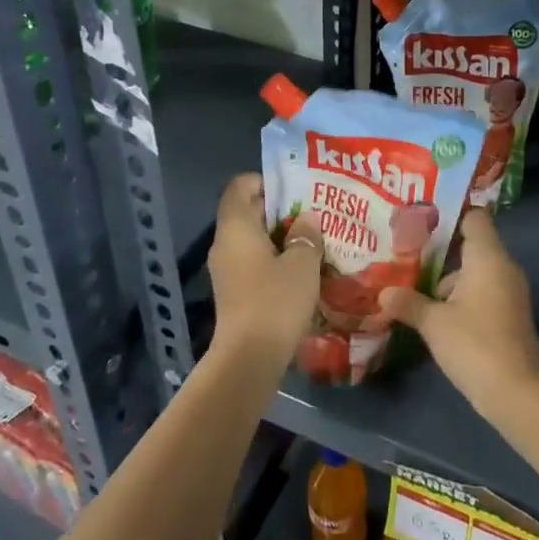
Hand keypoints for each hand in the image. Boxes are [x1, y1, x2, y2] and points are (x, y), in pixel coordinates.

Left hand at [207, 173, 321, 371]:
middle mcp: (225, 243)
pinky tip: (301, 268)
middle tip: (313, 211)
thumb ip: (306, 235)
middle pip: (247, 211)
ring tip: (313, 239)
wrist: (249, 358)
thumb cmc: (275, 300)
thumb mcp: (302, 262)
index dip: (266, 180)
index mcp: (236, 226)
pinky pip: (253, 262)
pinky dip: (274, 258)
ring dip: (280, 236)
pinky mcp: (234, 292)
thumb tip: (306, 220)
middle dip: (280, 209)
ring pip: (253, 239)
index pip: (240, 186)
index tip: (295, 188)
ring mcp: (227, 270)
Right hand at [378, 208, 538, 419]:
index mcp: (488, 257)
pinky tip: (435, 311)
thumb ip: (408, 303)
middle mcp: (504, 267)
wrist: (517, 393)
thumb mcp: (434, 323)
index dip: (450, 215)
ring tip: (413, 283)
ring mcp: (510, 291)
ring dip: (448, 277)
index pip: (475, 217)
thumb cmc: (474, 345)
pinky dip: (461, 294)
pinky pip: (483, 290)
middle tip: (407, 251)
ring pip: (476, 270)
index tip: (422, 220)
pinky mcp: (510, 314)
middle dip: (440, 249)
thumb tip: (384, 293)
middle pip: (472, 244)